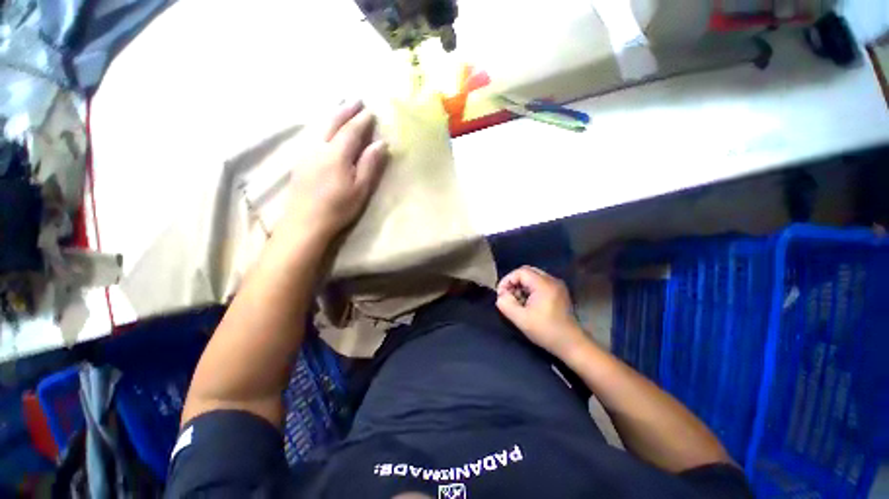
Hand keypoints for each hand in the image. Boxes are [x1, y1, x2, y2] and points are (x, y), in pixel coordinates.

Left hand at [285, 100, 388, 238]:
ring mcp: (307, 153)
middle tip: (356, 99)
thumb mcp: (360, 188)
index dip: (362, 120)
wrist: (305, 222)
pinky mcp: (301, 162)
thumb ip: (370, 164)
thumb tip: (381, 143)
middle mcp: (319, 147)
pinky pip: (313, 135)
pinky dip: (323, 126)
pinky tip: (325, 129)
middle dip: (345, 109)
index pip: (351, 131)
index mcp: (337, 154)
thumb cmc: (338, 208)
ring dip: (333, 115)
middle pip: (333, 122)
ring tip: (341, 106)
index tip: (371, 111)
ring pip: (320, 127)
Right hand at [496, 266, 586, 358]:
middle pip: (527, 271)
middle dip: (514, 282)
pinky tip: (527, 303)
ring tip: (517, 301)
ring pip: (533, 277)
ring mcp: (557, 286)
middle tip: (507, 296)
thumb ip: (506, 304)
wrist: (571, 344)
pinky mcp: (559, 292)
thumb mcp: (521, 319)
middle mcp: (552, 280)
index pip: (520, 272)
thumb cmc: (546, 331)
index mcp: (543, 284)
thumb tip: (501, 296)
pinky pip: (540, 283)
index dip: (507, 280)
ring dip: (521, 286)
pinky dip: (530, 289)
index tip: (501, 294)